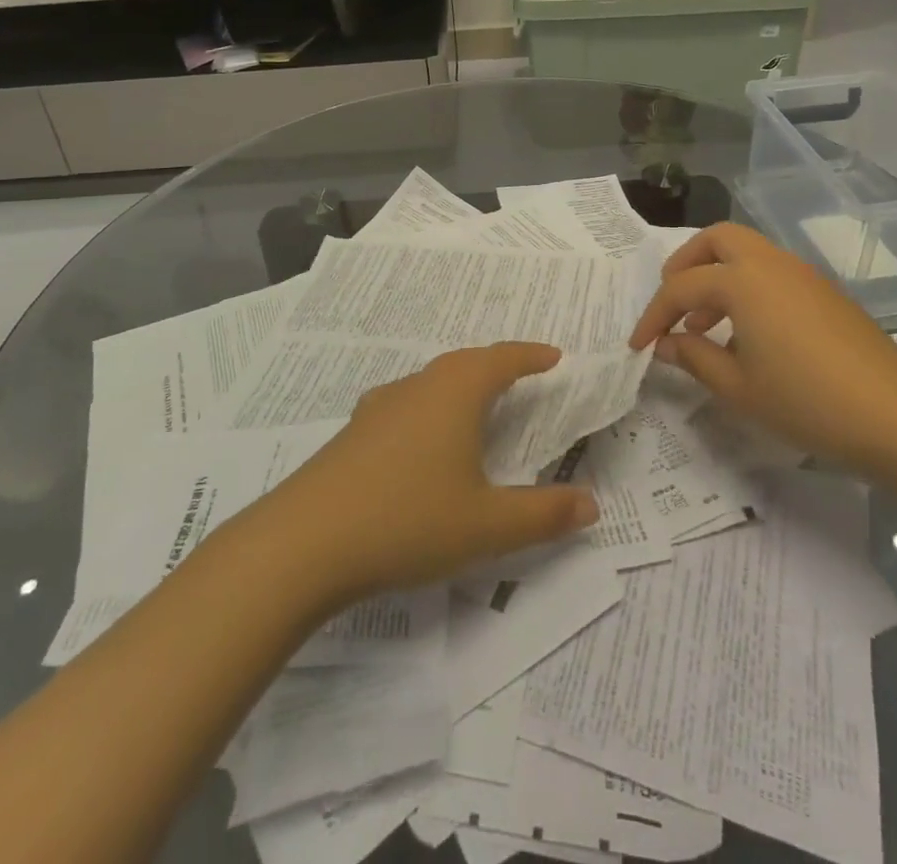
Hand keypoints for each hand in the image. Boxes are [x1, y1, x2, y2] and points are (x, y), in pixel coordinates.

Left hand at [252, 343, 599, 603]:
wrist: (305, 541)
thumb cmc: (408, 520)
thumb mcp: (487, 525)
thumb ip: (543, 514)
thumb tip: (591, 502)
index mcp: (455, 393)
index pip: (501, 359)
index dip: (530, 356)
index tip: (554, 356)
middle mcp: (418, 387)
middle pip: (464, 363)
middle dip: (496, 366)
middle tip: (522, 376)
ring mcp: (379, 407)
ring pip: (431, 381)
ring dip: (460, 385)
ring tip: (477, 405)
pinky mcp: (354, 432)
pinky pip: (406, 404)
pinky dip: (430, 408)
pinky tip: (423, 439)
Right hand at [629, 223, 896, 471]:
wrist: (896, 415)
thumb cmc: (806, 401)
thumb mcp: (737, 387)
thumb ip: (693, 357)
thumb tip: (665, 344)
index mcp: (742, 281)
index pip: (681, 287)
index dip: (654, 315)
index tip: (639, 345)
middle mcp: (770, 264)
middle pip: (717, 239)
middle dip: (686, 263)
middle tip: (673, 301)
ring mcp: (802, 275)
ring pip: (747, 253)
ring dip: (717, 276)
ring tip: (704, 326)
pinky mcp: (823, 292)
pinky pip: (771, 272)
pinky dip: (746, 287)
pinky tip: (746, 335)